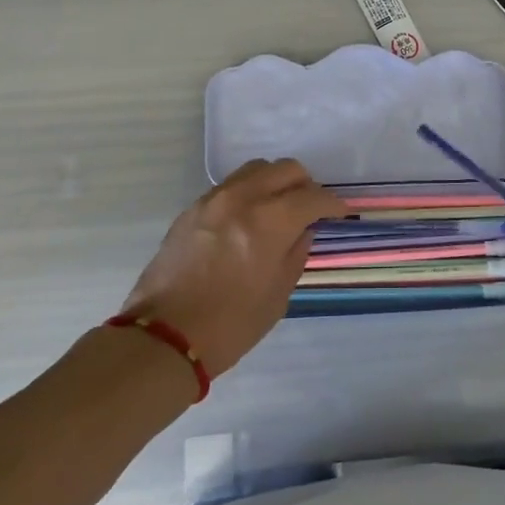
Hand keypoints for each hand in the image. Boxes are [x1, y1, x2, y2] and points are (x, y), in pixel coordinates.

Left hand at [119, 159, 344, 380]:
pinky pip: (230, 185)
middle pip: (284, 169)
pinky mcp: (192, 209)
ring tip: (279, 207)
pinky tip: (249, 218)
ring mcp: (213, 200)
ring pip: (255, 169)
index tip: (340, 213)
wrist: (164, 336)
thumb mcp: (277, 296)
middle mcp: (241, 199)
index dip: (332, 203)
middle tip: (310, 208)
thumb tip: (303, 231)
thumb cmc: (230, 325)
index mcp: (269, 222)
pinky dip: (248, 192)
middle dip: (305, 185)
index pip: (312, 197)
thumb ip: (295, 254)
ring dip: (275, 182)